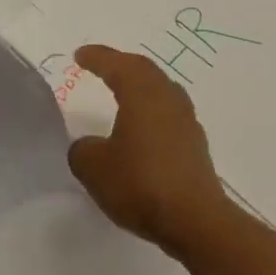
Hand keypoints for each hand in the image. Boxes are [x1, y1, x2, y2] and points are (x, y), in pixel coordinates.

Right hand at [66, 44, 234, 260]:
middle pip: (145, 71)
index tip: (80, 55)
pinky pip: (169, 115)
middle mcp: (168, 99)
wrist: (194, 219)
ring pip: (161, 91)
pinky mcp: (195, 146)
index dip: (98, 58)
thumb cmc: (140, 183)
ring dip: (140, 87)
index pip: (118, 65)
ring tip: (122, 92)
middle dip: (121, 65)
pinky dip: (151, 112)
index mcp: (142, 94)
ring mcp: (187, 122)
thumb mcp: (94, 167)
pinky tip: (142, 128)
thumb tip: (90, 146)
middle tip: (102, 66)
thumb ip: (83, 150)